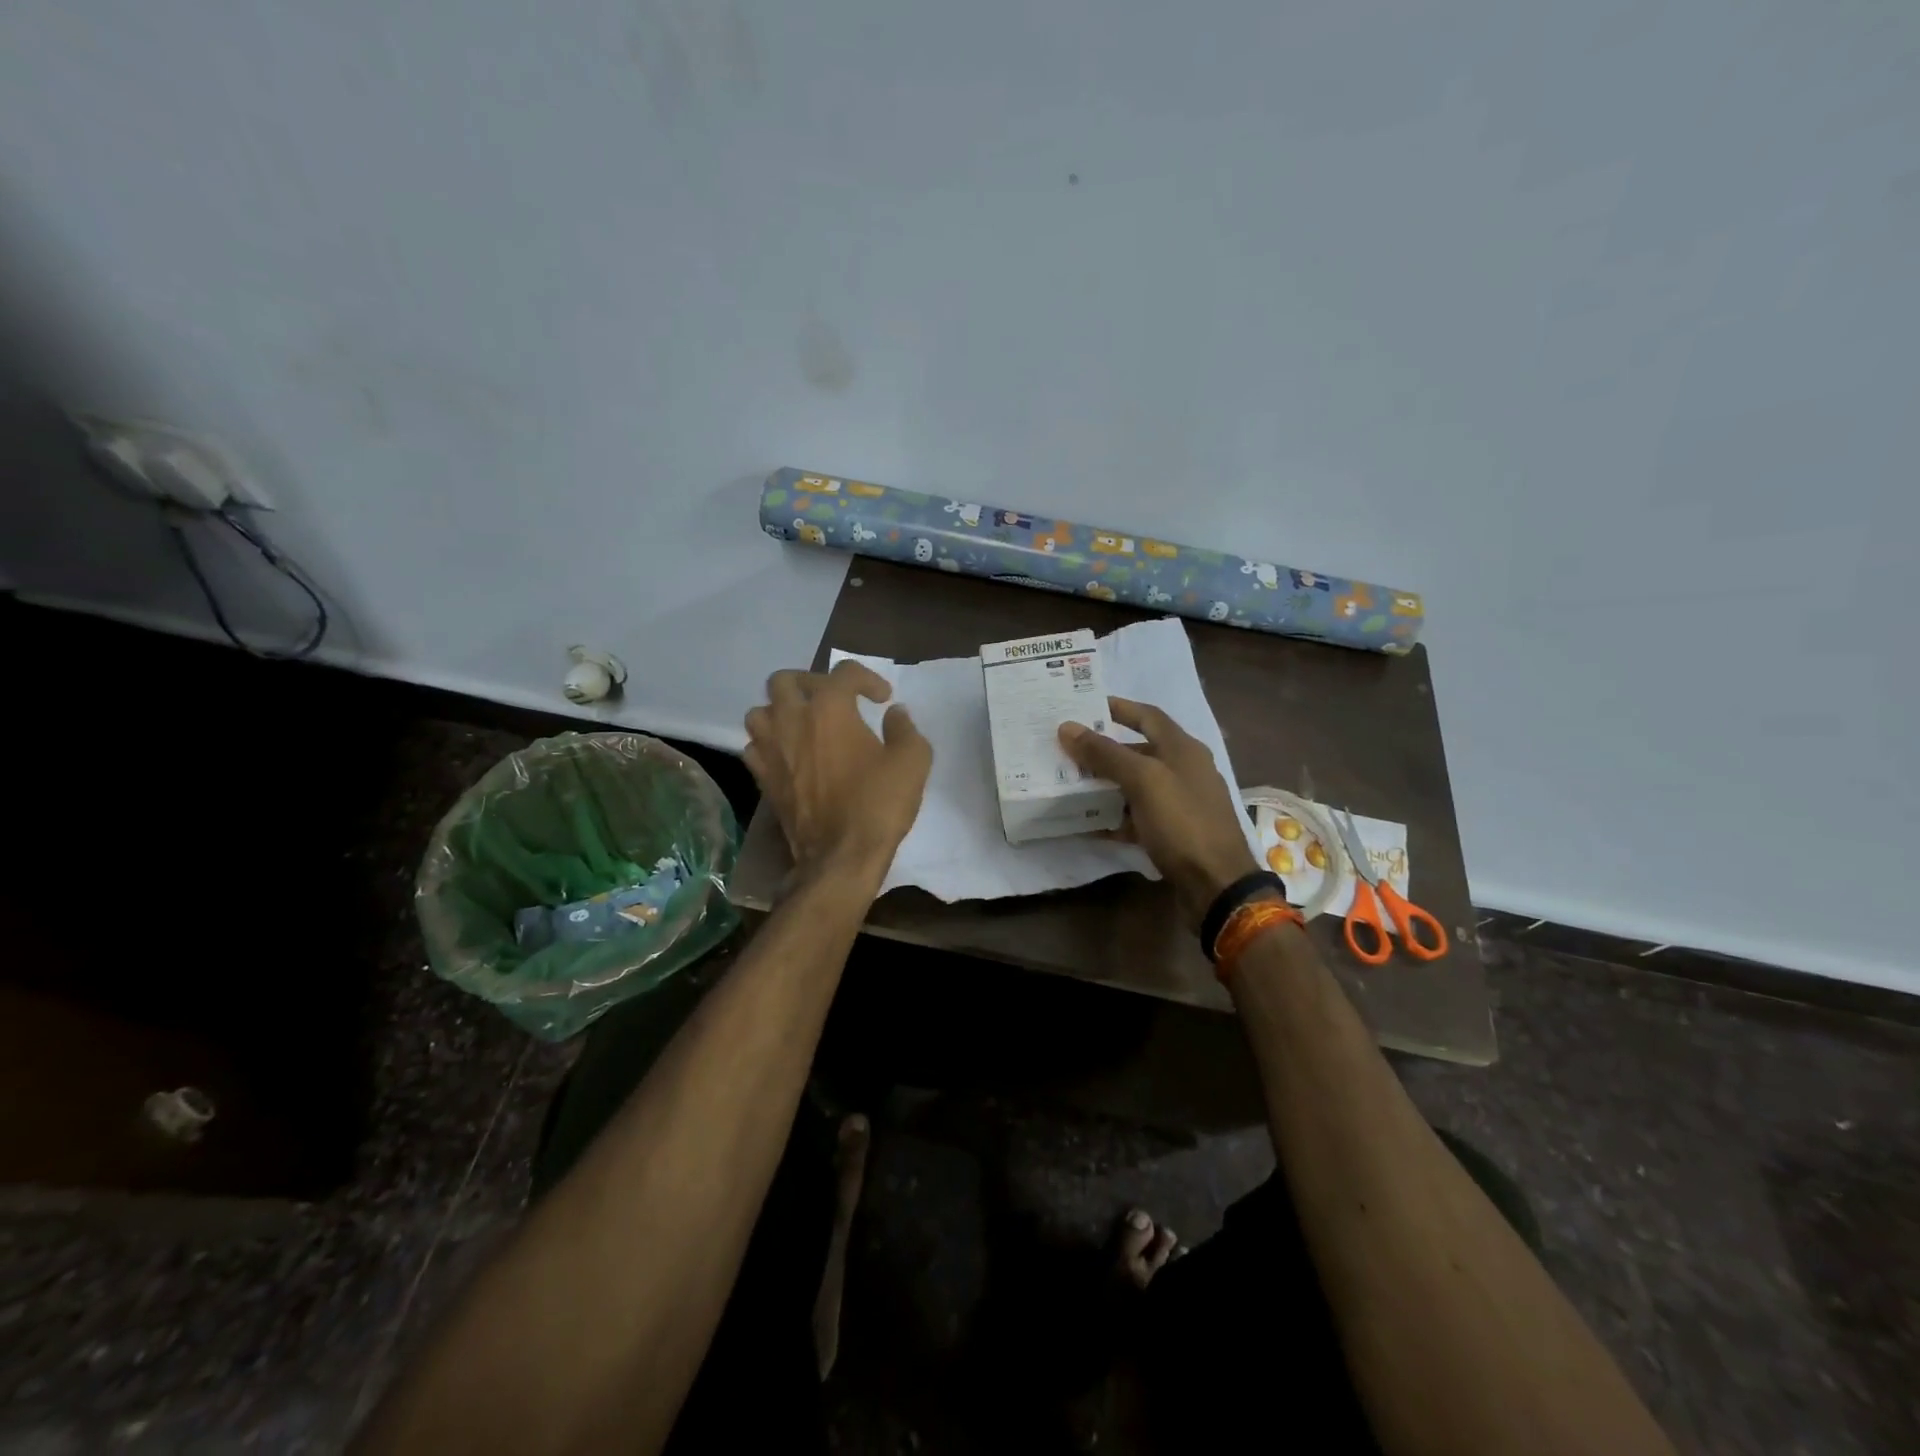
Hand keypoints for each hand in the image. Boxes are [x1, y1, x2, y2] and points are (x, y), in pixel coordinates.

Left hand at [744, 661, 932, 877]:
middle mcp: (793, 720)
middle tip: (833, 699)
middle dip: (810, 682)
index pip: (844, 673)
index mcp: (830, 708)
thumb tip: (894, 713)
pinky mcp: (762, 778)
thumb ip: (904, 728)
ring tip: (804, 725)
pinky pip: (754, 746)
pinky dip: (769, 743)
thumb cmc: (878, 803)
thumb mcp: (913, 761)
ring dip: (781, 711)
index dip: (868, 679)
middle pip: (785, 680)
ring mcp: (771, 749)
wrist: (841, 856)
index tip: (883, 700)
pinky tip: (788, 754)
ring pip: (760, 711)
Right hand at [1059, 698, 1259, 929]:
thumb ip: (1105, 753)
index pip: (1148, 715)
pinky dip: (1113, 818)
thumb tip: (1067, 727)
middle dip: (1103, 750)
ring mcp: (1179, 803)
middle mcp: (1184, 771)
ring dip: (1104, 784)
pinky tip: (1088, 823)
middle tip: (1067, 749)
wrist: (1217, 885)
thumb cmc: (1183, 823)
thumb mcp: (1143, 781)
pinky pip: (1136, 817)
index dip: (1118, 708)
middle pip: (1138, 751)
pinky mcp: (1172, 833)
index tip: (1084, 706)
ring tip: (1069, 784)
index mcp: (1183, 749)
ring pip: (1135, 785)